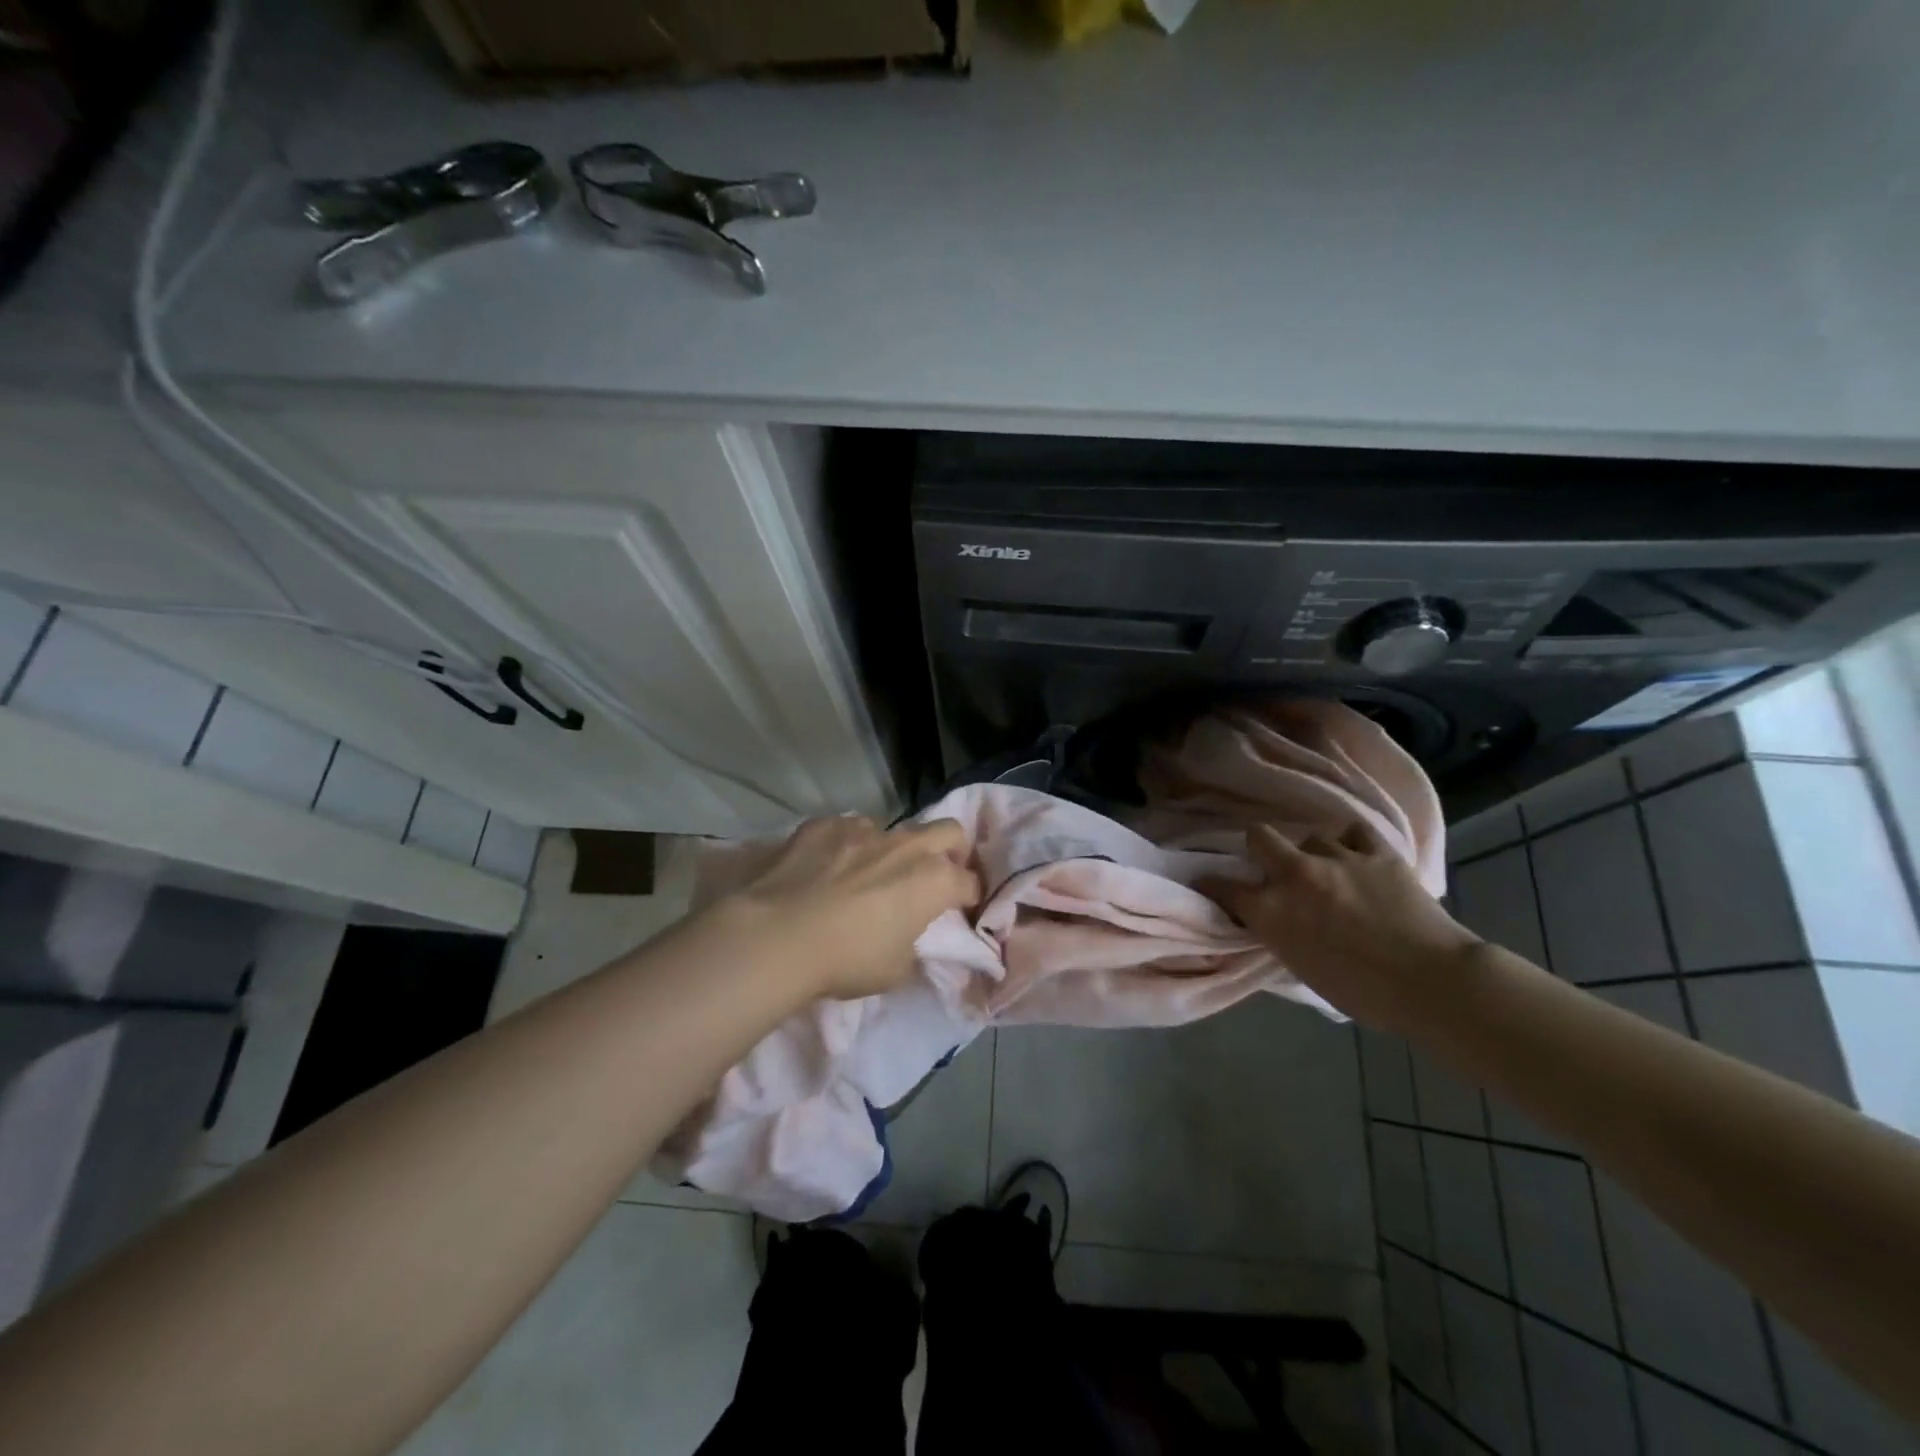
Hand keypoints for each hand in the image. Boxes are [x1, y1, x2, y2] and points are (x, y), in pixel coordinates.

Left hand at [721, 815, 981, 1000]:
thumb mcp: (894, 970)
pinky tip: (825, 868)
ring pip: (893, 829)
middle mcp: (906, 847)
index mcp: (933, 881)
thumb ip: (912, 945)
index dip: (970, 897)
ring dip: (891, 850)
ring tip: (866, 875)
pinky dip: (846, 847)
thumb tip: (907, 937)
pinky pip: (847, 830)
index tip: (962, 909)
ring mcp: (864, 830)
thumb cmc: (846, 960)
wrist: (778, 935)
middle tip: (934, 875)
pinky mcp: (825, 824)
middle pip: (948, 831)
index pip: (969, 882)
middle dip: (951, 850)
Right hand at [1202, 820, 1480, 1030]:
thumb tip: (1275, 922)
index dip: (1213, 885)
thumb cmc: (1362, 992)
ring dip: (1315, 853)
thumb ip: (1280, 935)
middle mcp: (1295, 875)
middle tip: (1274, 867)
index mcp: (1271, 910)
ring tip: (1330, 870)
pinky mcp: (1376, 853)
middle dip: (1260, 848)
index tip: (1213, 886)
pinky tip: (1359, 857)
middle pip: (1258, 836)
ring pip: (1312, 836)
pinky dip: (1353, 843)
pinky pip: (1355, 833)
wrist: (1430, 982)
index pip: (1221, 886)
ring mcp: (1337, 858)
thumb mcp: (1302, 968)